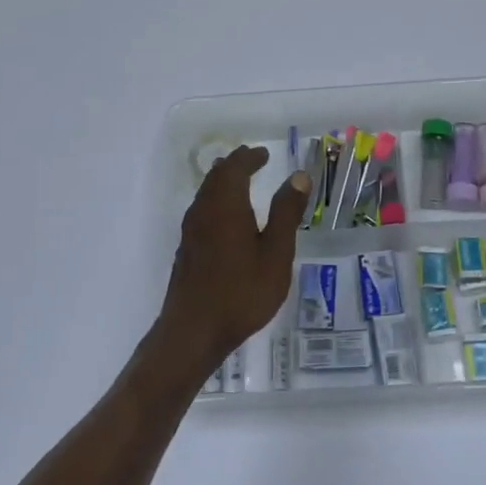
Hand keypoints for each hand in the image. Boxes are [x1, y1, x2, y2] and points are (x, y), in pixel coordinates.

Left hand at [150, 146, 310, 387]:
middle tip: (253, 160)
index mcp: (226, 205)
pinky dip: (216, 200)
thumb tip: (298, 175)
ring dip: (223, 182)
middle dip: (235, 165)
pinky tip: (226, 218)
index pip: (236, 168)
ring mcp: (191, 230)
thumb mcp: (276, 253)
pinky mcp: (186, 248)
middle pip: (216, 177)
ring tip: (241, 182)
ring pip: (206, 193)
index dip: (250, 158)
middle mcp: (204, 210)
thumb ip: (286, 213)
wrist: (194, 330)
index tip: (264, 154)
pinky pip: (202, 210)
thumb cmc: (242, 292)